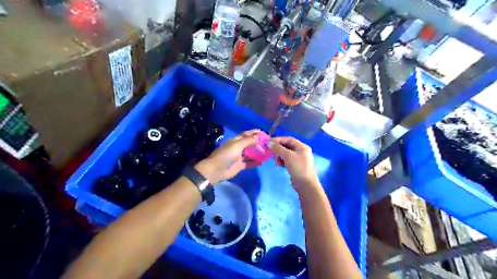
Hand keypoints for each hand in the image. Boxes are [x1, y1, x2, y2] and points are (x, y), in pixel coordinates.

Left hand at [195, 129, 261, 184]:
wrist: (216, 170)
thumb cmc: (226, 155)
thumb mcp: (237, 146)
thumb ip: (248, 141)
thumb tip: (257, 136)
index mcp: (235, 141)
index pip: (245, 134)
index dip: (253, 133)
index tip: (262, 132)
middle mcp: (237, 148)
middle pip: (248, 144)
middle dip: (257, 143)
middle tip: (267, 143)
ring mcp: (238, 157)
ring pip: (249, 154)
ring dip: (257, 153)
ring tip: (266, 152)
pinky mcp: (239, 166)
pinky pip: (248, 163)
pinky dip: (254, 163)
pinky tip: (261, 162)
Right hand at [266, 136, 320, 190]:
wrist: (306, 185)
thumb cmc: (298, 168)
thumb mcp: (288, 156)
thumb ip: (278, 148)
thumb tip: (269, 142)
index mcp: (302, 147)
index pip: (288, 139)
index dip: (278, 140)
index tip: (269, 142)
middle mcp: (301, 151)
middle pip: (286, 146)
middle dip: (278, 149)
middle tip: (273, 154)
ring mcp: (298, 159)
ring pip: (285, 153)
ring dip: (279, 156)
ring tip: (278, 162)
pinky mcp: (295, 165)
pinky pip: (286, 160)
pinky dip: (282, 161)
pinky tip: (280, 165)